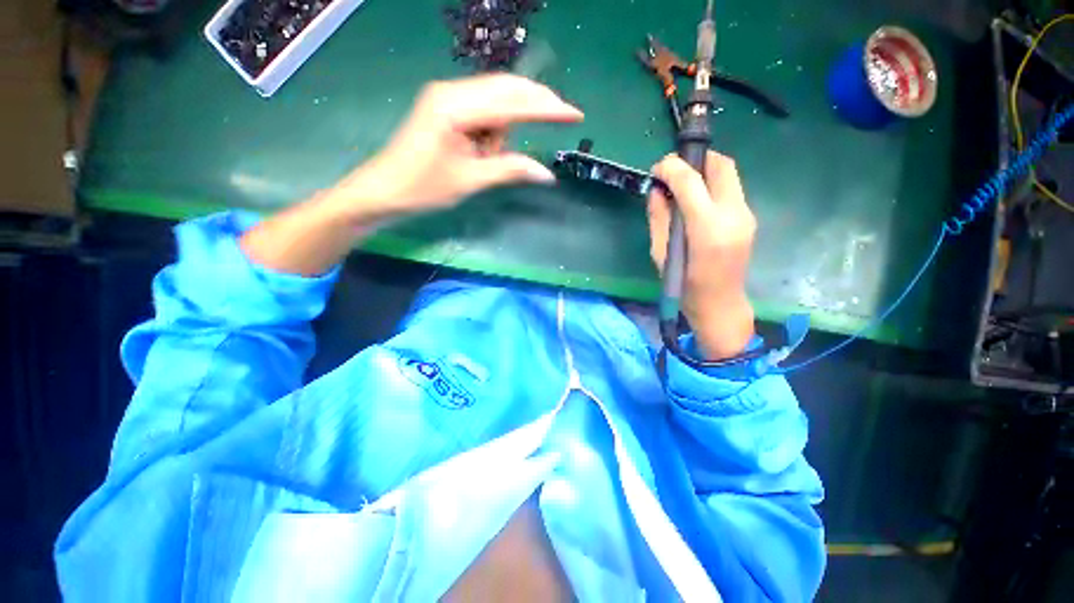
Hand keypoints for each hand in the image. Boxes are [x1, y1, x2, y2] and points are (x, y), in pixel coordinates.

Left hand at [331, 74, 582, 219]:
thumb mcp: (470, 181)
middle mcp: (452, 92)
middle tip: (563, 116)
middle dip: (536, 103)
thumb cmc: (423, 188)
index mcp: (455, 107)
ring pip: (495, 100)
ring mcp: (448, 97)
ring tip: (489, 159)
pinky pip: (482, 111)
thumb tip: (546, 174)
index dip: (546, 108)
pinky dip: (493, 129)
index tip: (575, 114)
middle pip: (506, 88)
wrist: (384, 190)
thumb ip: (509, 170)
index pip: (512, 102)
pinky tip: (485, 150)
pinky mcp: (447, 108)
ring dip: (506, 127)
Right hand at [648, 151, 756, 359]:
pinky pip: (730, 189)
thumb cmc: (683, 286)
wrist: (720, 305)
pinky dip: (711, 185)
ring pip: (728, 174)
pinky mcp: (748, 218)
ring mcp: (746, 215)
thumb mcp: (661, 254)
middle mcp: (733, 215)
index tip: (656, 170)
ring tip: (681, 186)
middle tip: (672, 172)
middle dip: (695, 159)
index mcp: (707, 228)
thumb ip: (659, 218)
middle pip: (721, 165)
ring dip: (704, 171)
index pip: (691, 180)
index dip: (671, 168)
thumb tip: (657, 191)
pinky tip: (695, 201)